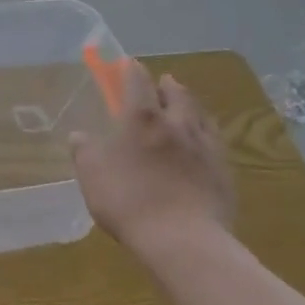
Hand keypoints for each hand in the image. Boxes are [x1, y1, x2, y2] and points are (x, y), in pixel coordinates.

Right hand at [69, 60, 234, 252]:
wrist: (183, 240)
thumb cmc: (128, 200)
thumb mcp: (91, 175)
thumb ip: (84, 151)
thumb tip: (80, 135)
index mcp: (142, 118)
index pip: (138, 82)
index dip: (132, 70)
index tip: (129, 63)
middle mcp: (177, 124)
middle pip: (177, 94)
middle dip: (167, 85)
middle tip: (163, 82)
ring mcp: (205, 147)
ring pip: (200, 116)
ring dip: (190, 106)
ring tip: (186, 106)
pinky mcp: (223, 172)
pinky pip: (214, 143)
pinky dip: (205, 135)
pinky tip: (203, 143)